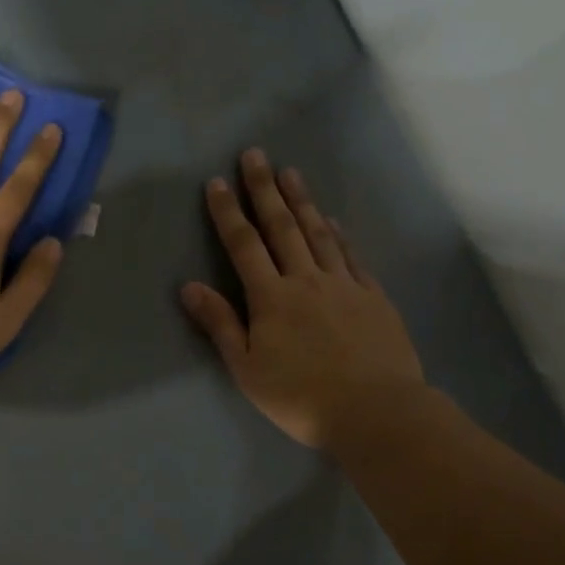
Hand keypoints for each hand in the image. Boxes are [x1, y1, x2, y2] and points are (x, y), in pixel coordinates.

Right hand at [182, 149, 424, 449]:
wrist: (374, 410)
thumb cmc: (300, 396)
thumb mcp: (247, 368)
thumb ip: (221, 324)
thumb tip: (189, 287)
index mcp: (271, 298)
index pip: (244, 245)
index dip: (229, 213)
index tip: (218, 182)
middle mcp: (306, 280)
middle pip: (282, 227)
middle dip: (265, 189)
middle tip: (255, 155)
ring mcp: (344, 285)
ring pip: (319, 233)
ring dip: (302, 201)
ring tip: (290, 173)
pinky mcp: (373, 297)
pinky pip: (351, 256)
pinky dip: (339, 234)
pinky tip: (333, 220)